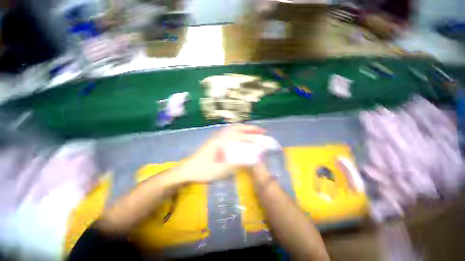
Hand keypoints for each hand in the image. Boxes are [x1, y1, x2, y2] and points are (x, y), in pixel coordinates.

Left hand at [180, 124, 264, 182]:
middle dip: (251, 128)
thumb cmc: (204, 171)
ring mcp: (217, 137)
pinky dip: (238, 131)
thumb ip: (237, 164)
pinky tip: (241, 135)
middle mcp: (220, 136)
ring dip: (244, 128)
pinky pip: (229, 132)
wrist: (188, 170)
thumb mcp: (222, 170)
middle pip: (238, 128)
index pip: (241, 137)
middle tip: (261, 131)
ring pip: (233, 128)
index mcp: (222, 142)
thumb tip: (252, 158)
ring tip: (254, 132)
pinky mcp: (215, 140)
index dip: (254, 137)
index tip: (264, 137)